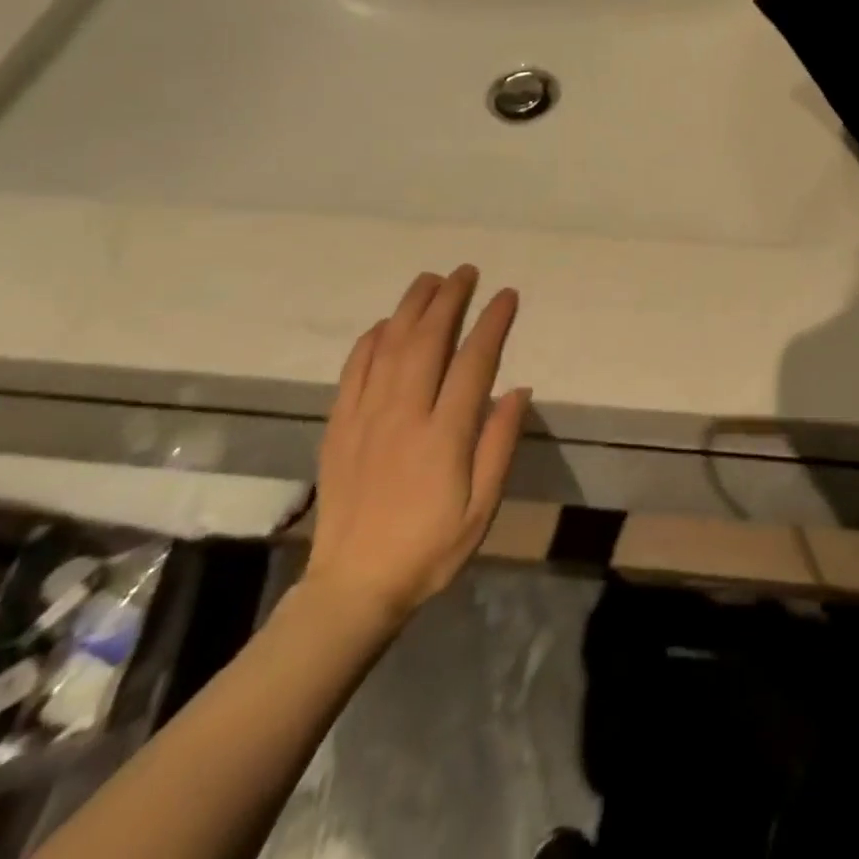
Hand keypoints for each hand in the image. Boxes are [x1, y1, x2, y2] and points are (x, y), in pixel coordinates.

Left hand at [300, 266, 529, 635]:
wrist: (353, 586)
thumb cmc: (430, 548)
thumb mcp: (482, 507)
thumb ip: (500, 444)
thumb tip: (518, 390)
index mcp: (444, 434)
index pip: (473, 361)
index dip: (492, 323)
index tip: (507, 295)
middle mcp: (403, 414)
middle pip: (427, 340)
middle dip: (449, 299)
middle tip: (466, 272)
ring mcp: (366, 417)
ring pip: (388, 345)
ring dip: (411, 307)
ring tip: (430, 280)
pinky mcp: (340, 426)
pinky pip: (353, 370)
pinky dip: (370, 340)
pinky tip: (383, 325)